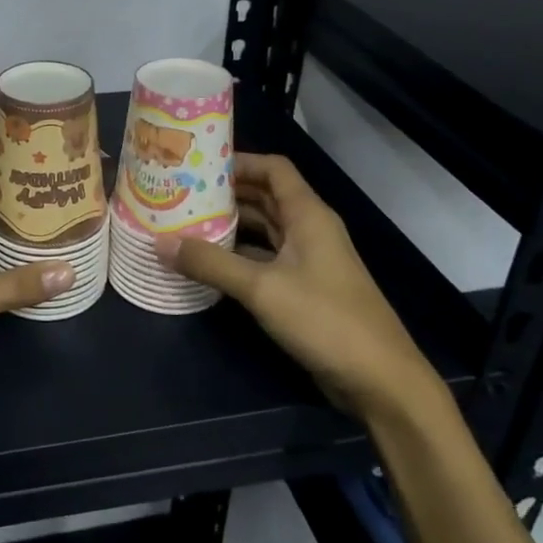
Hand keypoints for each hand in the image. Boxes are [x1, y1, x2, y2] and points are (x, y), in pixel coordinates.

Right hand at [155, 152, 439, 414]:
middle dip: (226, 194)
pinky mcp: (304, 290)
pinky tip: (209, 264)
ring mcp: (309, 261)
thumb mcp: (262, 288)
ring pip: (264, 231)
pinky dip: (238, 257)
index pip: (273, 169)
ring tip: (186, 224)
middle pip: (265, 197)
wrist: (380, 380)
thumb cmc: (325, 319)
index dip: (239, 161)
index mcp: (308, 215)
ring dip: (230, 226)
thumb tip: (161, 243)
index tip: (198, 164)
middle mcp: (309, 230)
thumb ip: (211, 263)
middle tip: (181, 194)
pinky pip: (265, 261)